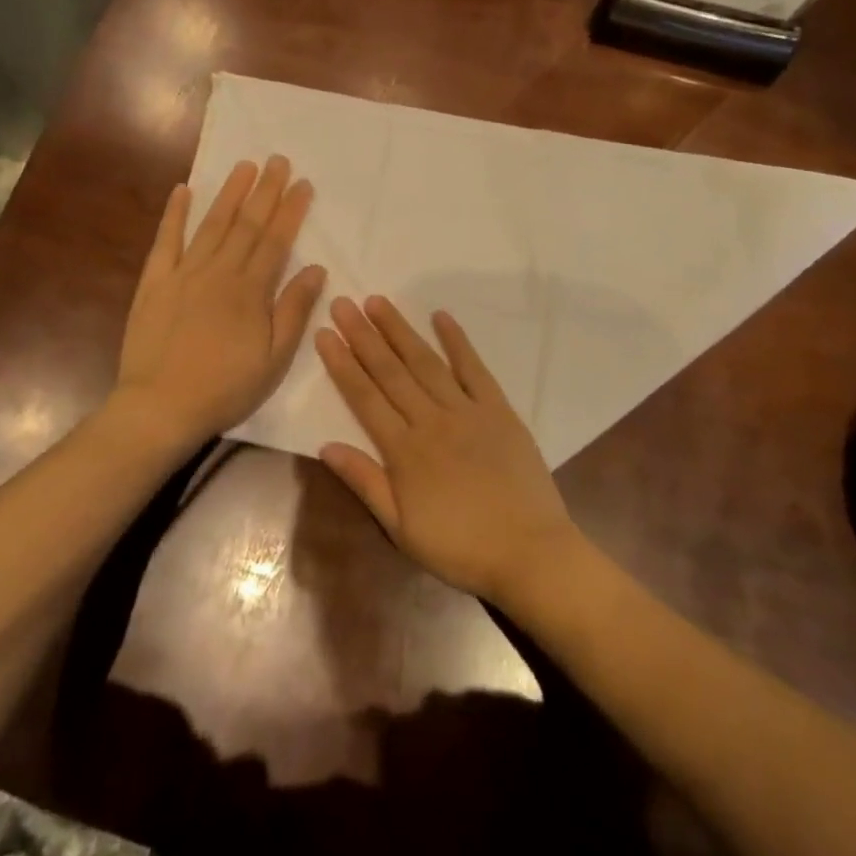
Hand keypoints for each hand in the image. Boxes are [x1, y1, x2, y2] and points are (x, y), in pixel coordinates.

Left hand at [117, 157, 326, 442]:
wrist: (161, 406)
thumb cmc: (225, 388)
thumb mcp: (274, 358)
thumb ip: (294, 310)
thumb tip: (317, 268)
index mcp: (250, 291)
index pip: (276, 240)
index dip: (291, 210)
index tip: (303, 184)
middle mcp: (219, 272)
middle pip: (246, 224)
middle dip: (265, 190)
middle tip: (278, 160)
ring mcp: (183, 274)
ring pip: (211, 225)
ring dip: (229, 193)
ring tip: (244, 166)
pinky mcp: (154, 283)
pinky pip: (165, 241)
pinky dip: (174, 214)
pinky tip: (183, 190)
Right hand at [314, 296, 577, 602]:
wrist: (530, 553)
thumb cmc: (459, 548)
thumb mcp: (401, 528)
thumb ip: (365, 482)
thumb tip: (325, 446)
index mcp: (404, 451)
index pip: (364, 397)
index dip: (342, 364)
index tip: (325, 333)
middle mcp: (431, 421)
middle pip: (391, 372)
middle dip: (364, 336)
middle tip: (343, 303)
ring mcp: (467, 412)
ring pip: (426, 363)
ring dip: (400, 331)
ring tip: (379, 302)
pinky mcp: (499, 411)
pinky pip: (475, 369)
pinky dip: (458, 342)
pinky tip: (441, 317)